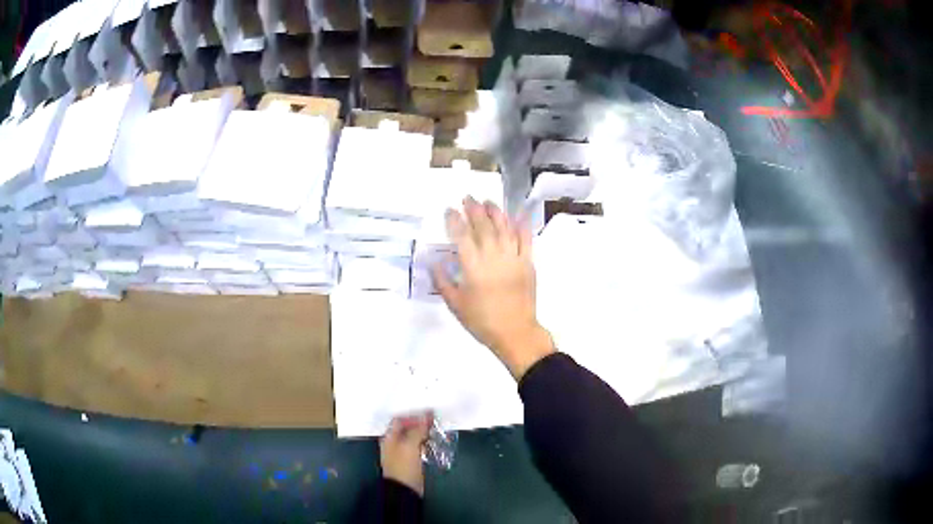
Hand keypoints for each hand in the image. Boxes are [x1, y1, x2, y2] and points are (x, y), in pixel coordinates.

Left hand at [380, 413, 431, 495]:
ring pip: (414, 438)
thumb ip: (417, 430)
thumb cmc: (404, 466)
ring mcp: (403, 453)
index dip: (413, 416)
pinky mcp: (411, 461)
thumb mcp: (410, 445)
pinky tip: (435, 444)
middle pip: (407, 429)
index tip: (428, 414)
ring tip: (438, 431)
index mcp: (390, 437)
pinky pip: (419, 448)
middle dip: (421, 425)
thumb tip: (426, 415)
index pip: (399, 420)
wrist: (404, 490)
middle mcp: (394, 443)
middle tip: (435, 422)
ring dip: (425, 434)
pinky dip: (426, 444)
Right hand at [432, 197, 554, 379]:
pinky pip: (525, 240)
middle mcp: (493, 256)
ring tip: (488, 201)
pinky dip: (521, 226)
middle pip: (483, 226)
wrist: (515, 332)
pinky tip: (517, 215)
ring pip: (504, 228)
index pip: (461, 235)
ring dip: (495, 212)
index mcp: (473, 267)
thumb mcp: (455, 304)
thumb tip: (434, 262)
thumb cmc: (482, 321)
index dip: (454, 220)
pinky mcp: (527, 263)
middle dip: (474, 209)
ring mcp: (513, 258)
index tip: (449, 210)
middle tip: (468, 198)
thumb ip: (443, 281)